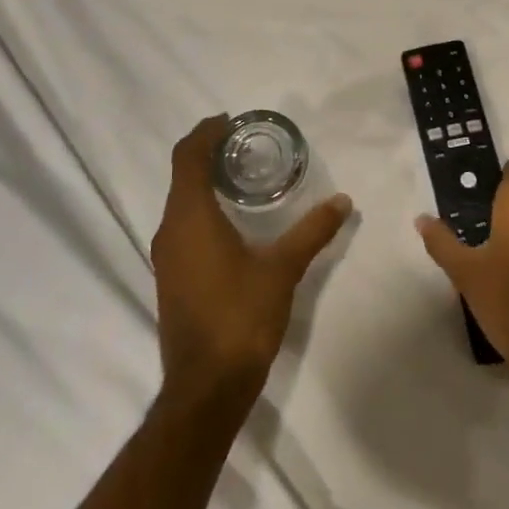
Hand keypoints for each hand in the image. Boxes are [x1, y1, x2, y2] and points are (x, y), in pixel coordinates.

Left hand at [152, 116, 351, 416]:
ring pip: (180, 201)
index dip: (205, 132)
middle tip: (245, 144)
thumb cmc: (240, 317)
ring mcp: (165, 255)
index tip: (230, 120)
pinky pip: (182, 224)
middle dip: (207, 152)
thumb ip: (312, 231)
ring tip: (242, 175)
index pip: (187, 156)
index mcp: (190, 217)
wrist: (206, 387)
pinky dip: (201, 207)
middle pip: (182, 174)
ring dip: (204, 181)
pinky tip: (231, 220)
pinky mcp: (170, 276)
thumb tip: (343, 202)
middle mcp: (169, 229)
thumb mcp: (282, 269)